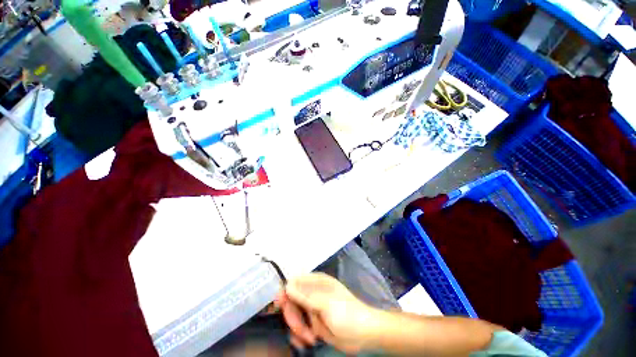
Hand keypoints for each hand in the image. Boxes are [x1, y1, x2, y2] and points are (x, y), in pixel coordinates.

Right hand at [274, 273, 377, 353]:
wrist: (363, 334)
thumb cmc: (346, 314)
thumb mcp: (326, 304)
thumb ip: (305, 296)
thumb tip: (286, 286)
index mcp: (317, 283)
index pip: (294, 282)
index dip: (285, 292)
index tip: (278, 306)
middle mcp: (313, 293)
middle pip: (292, 301)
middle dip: (293, 317)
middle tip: (301, 330)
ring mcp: (313, 308)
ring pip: (294, 315)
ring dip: (298, 328)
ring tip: (310, 338)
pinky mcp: (314, 322)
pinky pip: (300, 327)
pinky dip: (300, 335)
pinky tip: (308, 341)